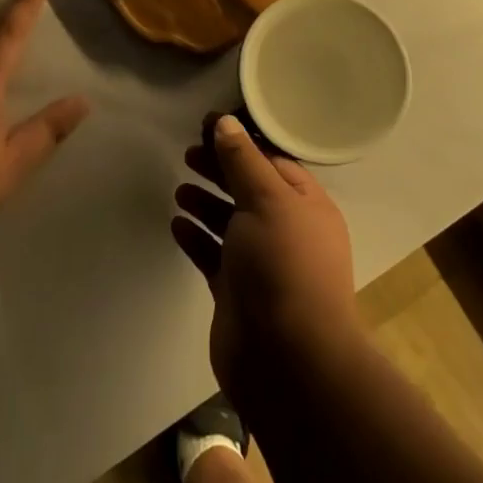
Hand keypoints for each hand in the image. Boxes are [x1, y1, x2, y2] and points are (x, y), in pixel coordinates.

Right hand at [171, 113, 360, 403]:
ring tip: (181, 187)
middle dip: (221, 169)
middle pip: (249, 188)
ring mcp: (261, 263)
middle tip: (189, 152)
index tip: (208, 125)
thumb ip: (243, 160)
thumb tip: (225, 121)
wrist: (287, 360)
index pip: (272, 161)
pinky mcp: (236, 292)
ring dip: (207, 202)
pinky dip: (197, 237)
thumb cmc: (284, 266)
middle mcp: (286, 230)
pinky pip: (214, 255)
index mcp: (306, 204)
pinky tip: (177, 224)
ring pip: (230, 222)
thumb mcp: (268, 200)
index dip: (241, 141)